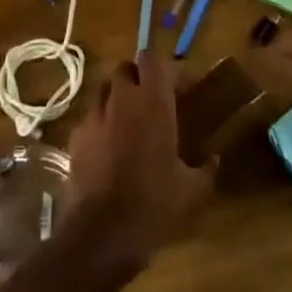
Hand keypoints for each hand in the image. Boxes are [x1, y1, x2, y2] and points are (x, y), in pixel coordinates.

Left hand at [65, 47, 213, 268]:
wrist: (101, 232)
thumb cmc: (153, 203)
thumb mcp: (191, 190)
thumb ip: (205, 169)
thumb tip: (214, 159)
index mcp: (152, 102)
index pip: (153, 60)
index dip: (167, 70)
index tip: (183, 89)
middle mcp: (121, 99)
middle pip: (126, 68)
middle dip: (139, 79)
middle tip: (155, 102)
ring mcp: (94, 115)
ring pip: (105, 89)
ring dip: (119, 97)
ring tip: (131, 121)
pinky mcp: (76, 136)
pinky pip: (91, 117)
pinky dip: (103, 123)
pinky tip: (111, 147)